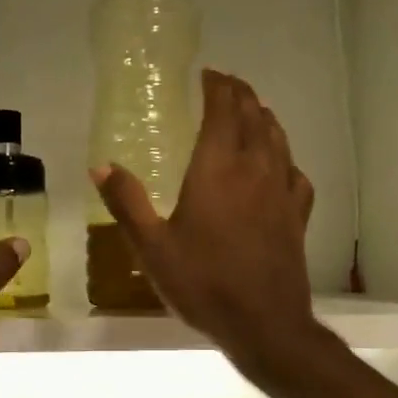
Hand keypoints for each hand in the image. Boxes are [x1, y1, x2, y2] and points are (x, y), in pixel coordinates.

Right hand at [92, 69, 318, 365]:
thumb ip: (127, 202)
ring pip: (277, 139)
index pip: (223, 110)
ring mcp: (282, 191)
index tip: (207, 74)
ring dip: (264, 117)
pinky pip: (294, 172)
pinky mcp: (297, 215)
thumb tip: (100, 165)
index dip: (217, 86)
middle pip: (254, 116)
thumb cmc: (203, 283)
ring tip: (252, 110)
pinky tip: (279, 165)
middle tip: (225, 85)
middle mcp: (254, 169)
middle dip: (240, 94)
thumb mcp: (152, 247)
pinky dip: (284, 157)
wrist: (264, 323)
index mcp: (217, 169)